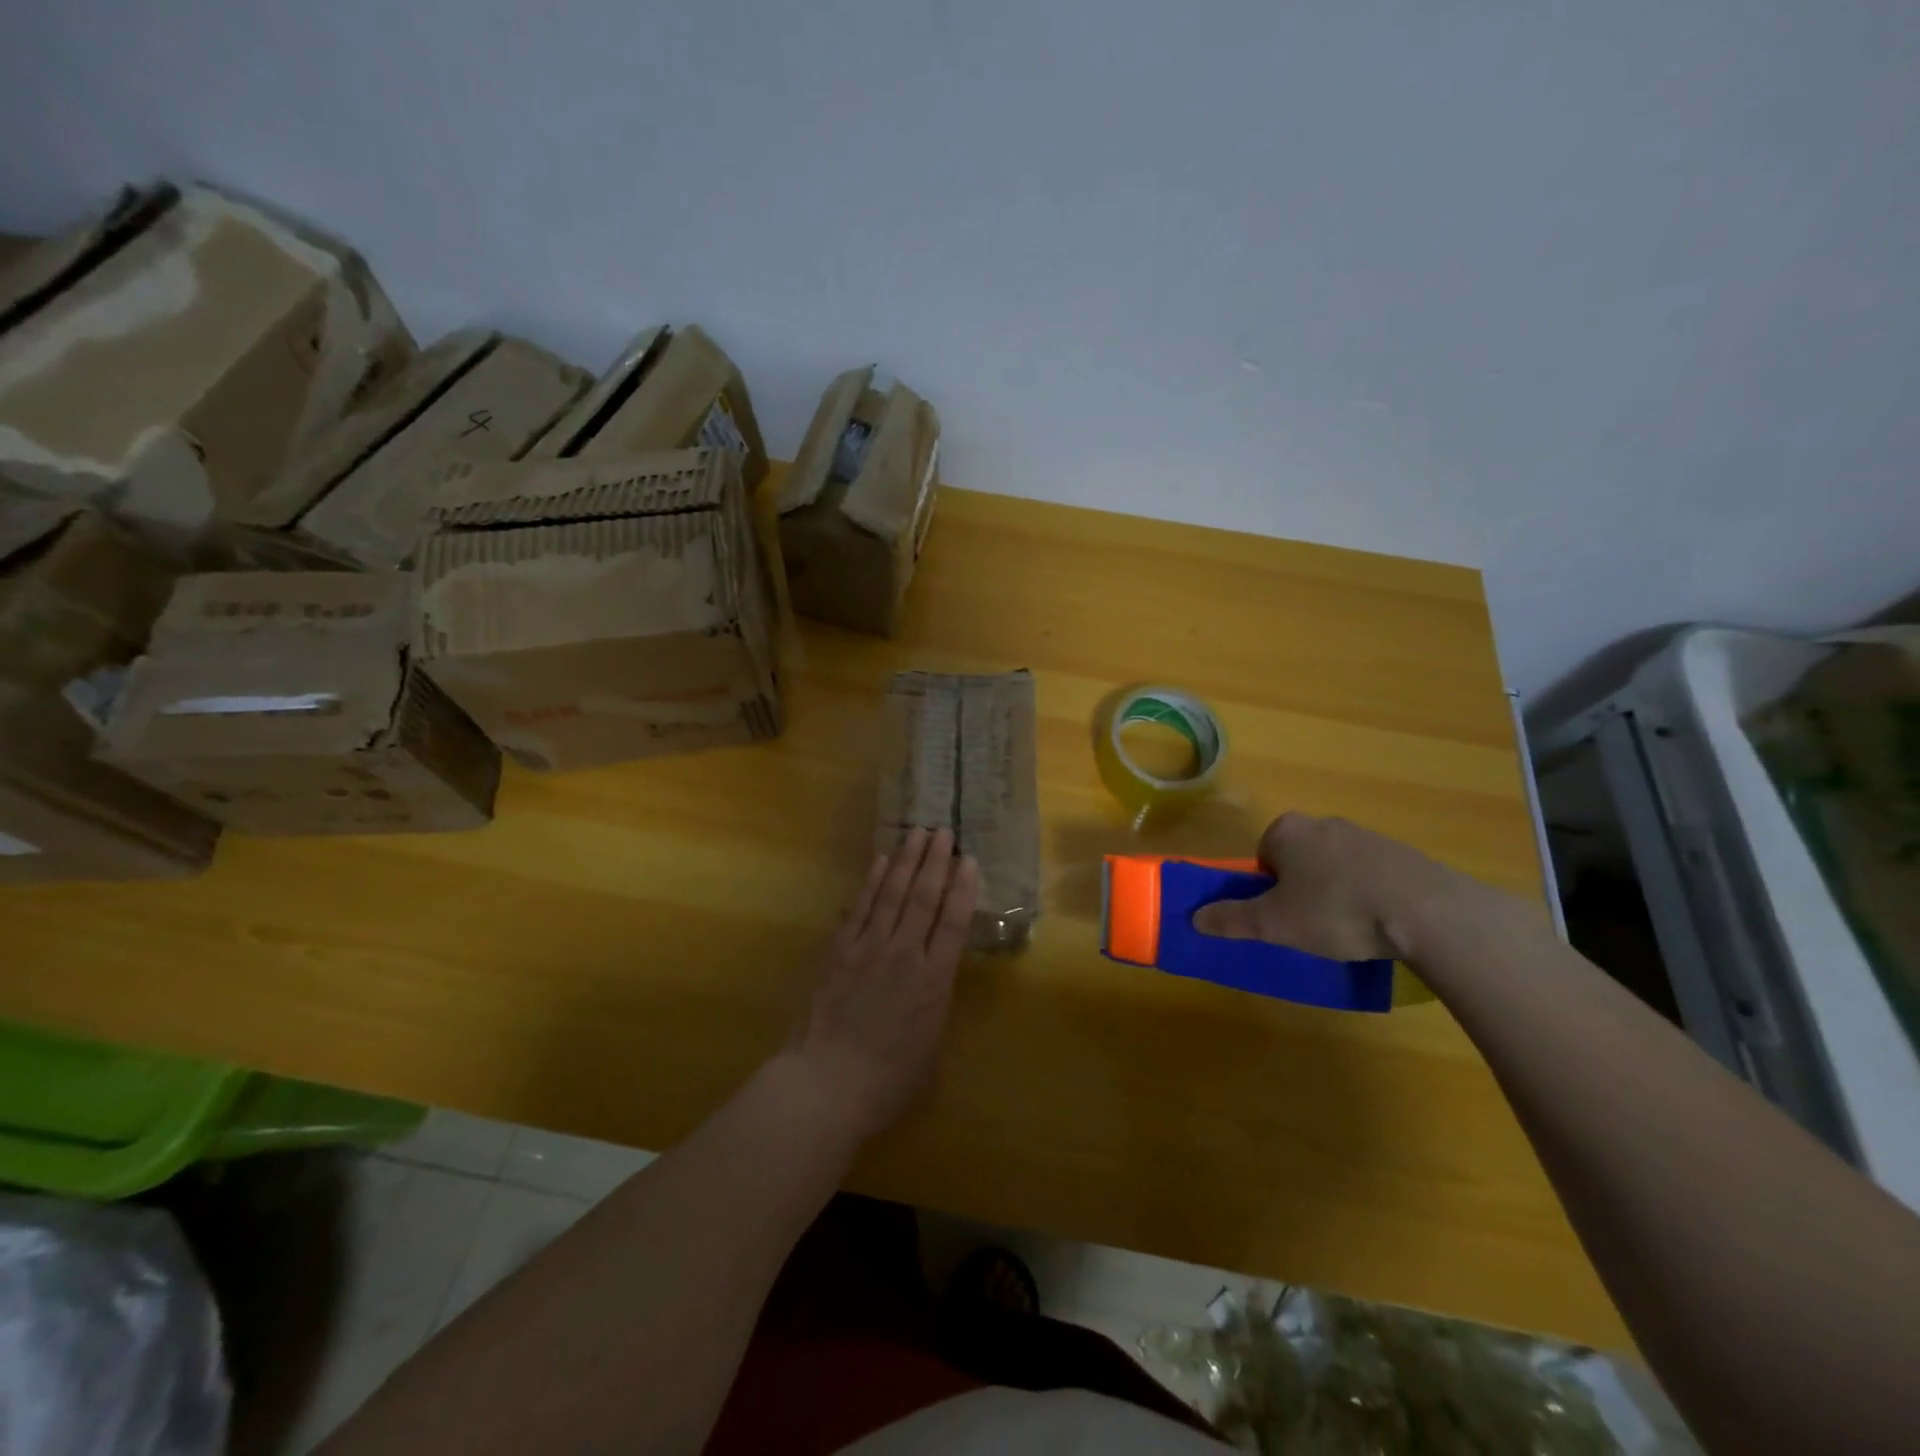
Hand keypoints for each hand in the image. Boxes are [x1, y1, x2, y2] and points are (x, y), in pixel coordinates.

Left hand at [785, 827, 979, 1141]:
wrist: (827, 1085)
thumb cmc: (887, 1082)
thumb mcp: (931, 1052)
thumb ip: (935, 1013)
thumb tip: (932, 990)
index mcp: (934, 981)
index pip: (953, 922)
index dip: (963, 888)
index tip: (968, 860)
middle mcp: (905, 955)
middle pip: (923, 898)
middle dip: (936, 861)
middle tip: (943, 831)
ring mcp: (869, 949)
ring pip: (892, 894)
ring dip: (906, 861)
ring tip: (917, 834)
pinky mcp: (839, 952)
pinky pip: (859, 908)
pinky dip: (871, 882)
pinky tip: (880, 862)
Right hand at [1190, 813, 1465, 960]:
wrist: (1426, 911)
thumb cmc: (1336, 911)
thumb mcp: (1274, 923)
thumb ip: (1232, 919)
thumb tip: (1194, 917)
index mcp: (1287, 831)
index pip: (1262, 857)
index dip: (1268, 889)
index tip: (1284, 916)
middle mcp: (1323, 823)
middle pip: (1298, 859)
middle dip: (1301, 888)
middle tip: (1312, 925)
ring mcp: (1366, 835)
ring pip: (1335, 866)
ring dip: (1335, 892)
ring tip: (1350, 928)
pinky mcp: (1402, 853)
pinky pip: (1370, 874)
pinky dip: (1369, 894)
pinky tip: (1380, 922)